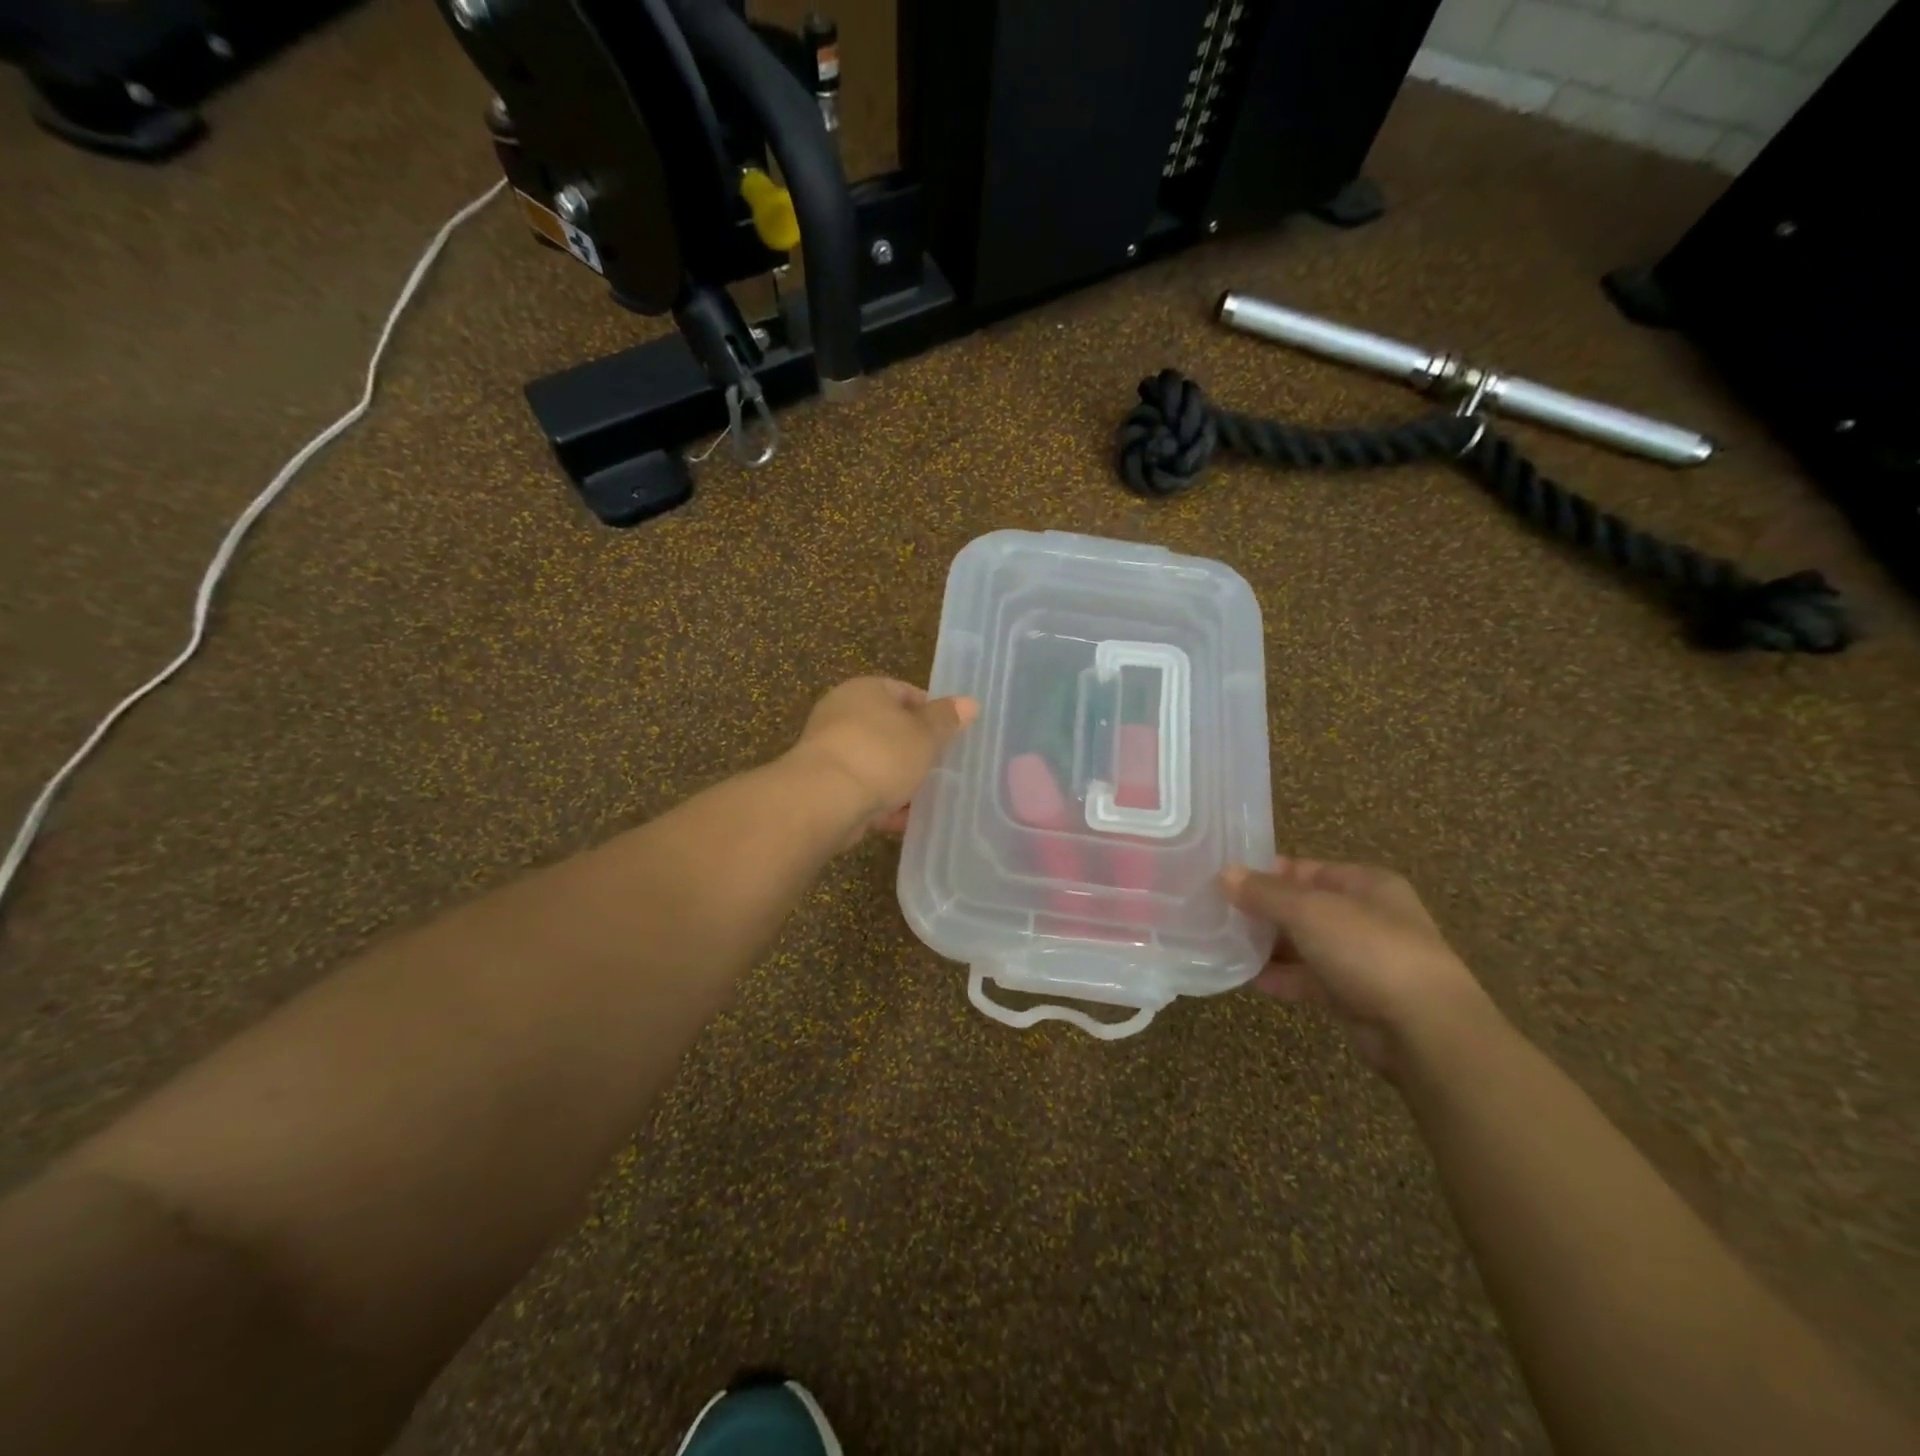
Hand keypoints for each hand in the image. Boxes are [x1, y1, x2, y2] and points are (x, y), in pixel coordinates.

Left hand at [787, 677, 977, 842]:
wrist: (825, 799)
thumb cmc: (881, 754)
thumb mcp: (925, 734)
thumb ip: (947, 720)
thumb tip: (970, 702)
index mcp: (865, 690)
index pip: (903, 691)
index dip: (930, 711)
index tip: (950, 734)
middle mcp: (842, 714)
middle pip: (888, 729)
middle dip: (915, 749)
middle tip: (942, 766)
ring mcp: (830, 751)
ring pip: (876, 762)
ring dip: (899, 780)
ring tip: (928, 796)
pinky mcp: (825, 786)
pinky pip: (862, 790)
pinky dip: (882, 803)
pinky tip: (904, 820)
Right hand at [1221, 857, 1489, 1076]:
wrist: (1424, 1029)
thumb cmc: (1368, 949)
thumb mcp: (1309, 910)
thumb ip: (1264, 893)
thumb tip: (1225, 874)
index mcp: (1365, 884)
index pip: (1304, 869)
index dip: (1264, 872)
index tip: (1224, 881)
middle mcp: (1366, 916)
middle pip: (1302, 906)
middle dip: (1262, 911)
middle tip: (1216, 913)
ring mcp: (1362, 958)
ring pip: (1304, 944)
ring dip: (1268, 946)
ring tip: (1223, 944)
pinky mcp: (1355, 996)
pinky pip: (1310, 979)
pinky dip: (1282, 977)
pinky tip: (1247, 978)